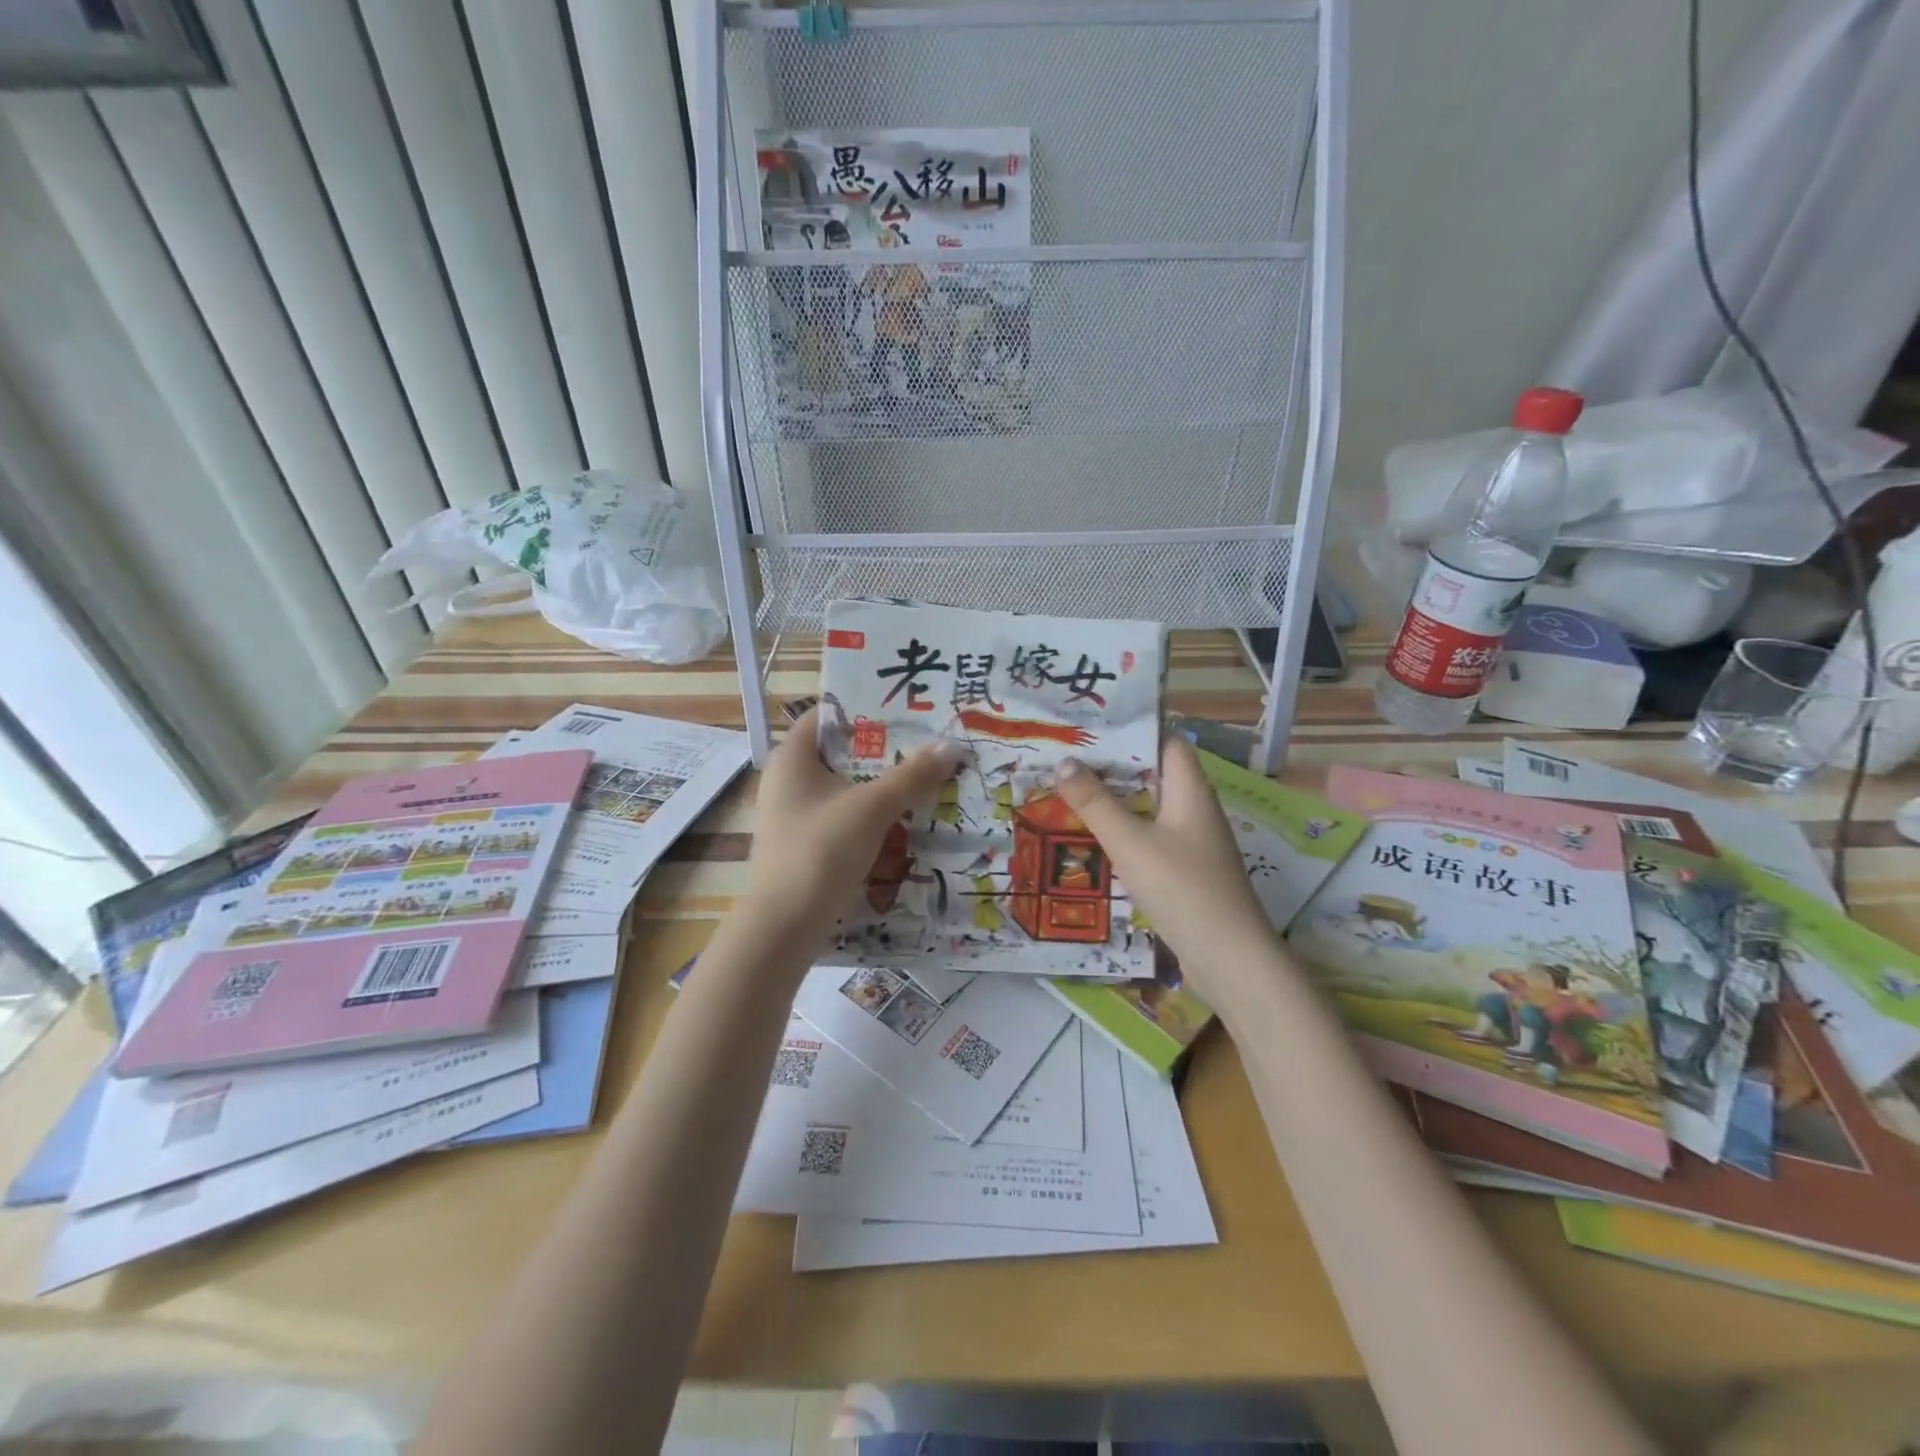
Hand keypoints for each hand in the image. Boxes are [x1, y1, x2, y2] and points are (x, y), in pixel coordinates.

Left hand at [741, 706, 963, 951]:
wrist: (784, 926)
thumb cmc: (821, 850)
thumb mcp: (872, 808)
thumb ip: (912, 775)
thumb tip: (951, 746)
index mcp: (792, 758)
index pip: (829, 715)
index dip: (867, 708)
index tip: (908, 708)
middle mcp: (788, 781)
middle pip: (842, 753)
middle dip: (885, 750)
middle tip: (929, 743)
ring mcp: (794, 816)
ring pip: (846, 788)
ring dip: (882, 786)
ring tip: (926, 779)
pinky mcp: (805, 845)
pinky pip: (844, 818)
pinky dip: (871, 816)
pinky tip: (905, 821)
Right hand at [1053, 736, 1275, 1002]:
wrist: (1230, 958)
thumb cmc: (1182, 888)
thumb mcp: (1130, 842)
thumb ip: (1095, 803)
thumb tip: (1063, 762)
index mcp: (1190, 790)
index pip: (1167, 741)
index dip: (1134, 728)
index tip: (1092, 725)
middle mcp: (1195, 809)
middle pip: (1155, 773)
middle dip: (1114, 765)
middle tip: (1069, 757)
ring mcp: (1193, 842)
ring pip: (1151, 807)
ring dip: (1116, 800)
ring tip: (1072, 790)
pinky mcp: (1186, 871)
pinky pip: (1151, 837)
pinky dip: (1125, 830)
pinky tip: (1095, 837)